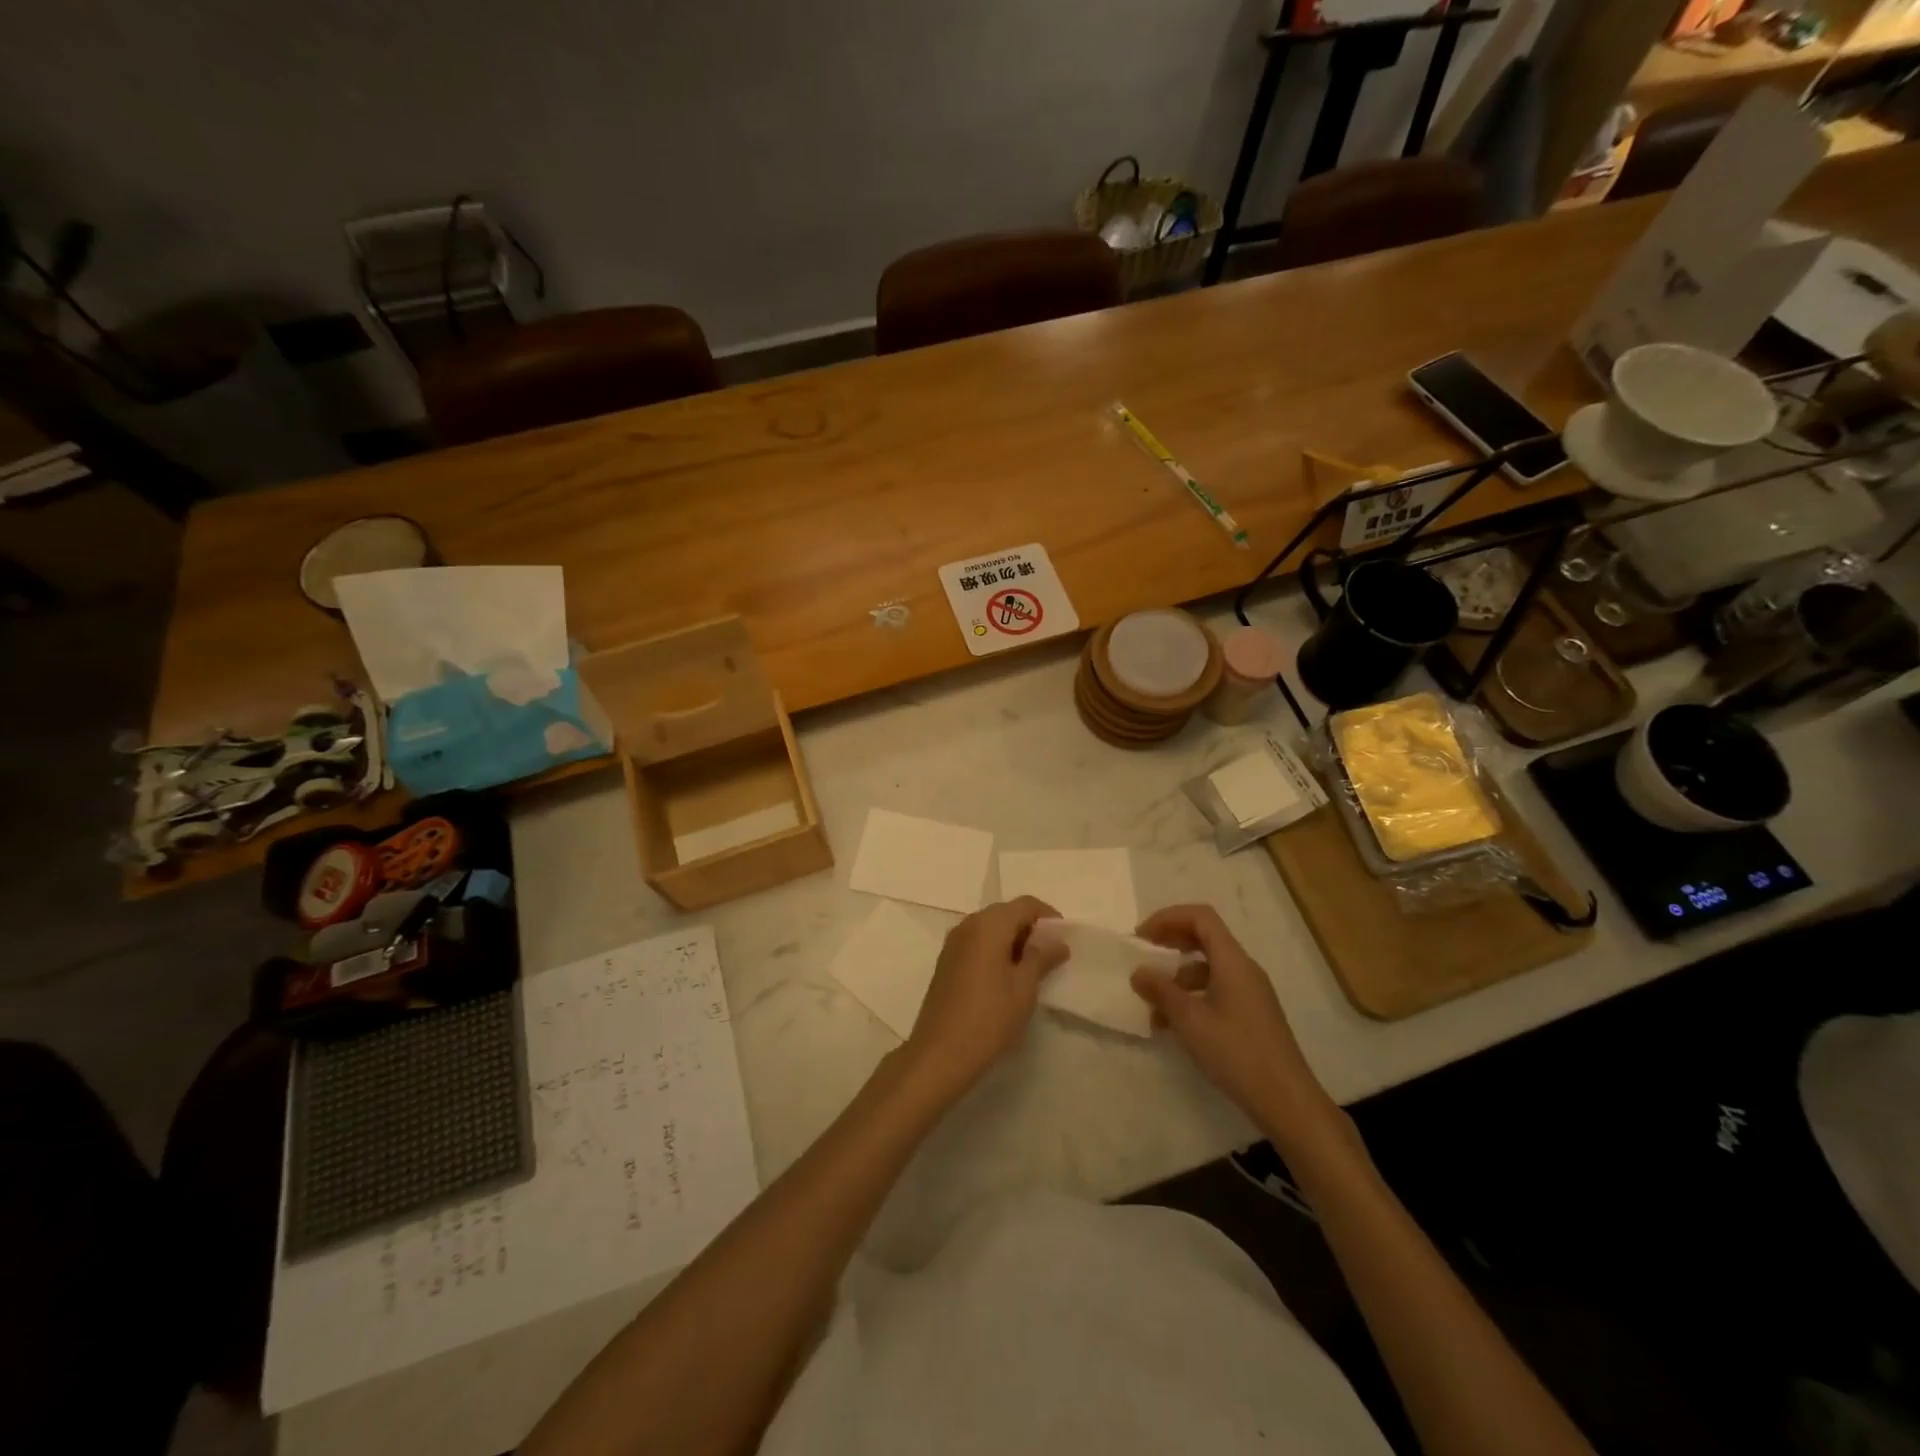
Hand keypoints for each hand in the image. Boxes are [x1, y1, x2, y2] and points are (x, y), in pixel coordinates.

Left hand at [905, 897, 1067, 1098]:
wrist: (941, 1052)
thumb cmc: (990, 1017)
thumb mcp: (1024, 987)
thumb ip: (1041, 957)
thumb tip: (1057, 942)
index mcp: (988, 924)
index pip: (1024, 904)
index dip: (1047, 916)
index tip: (1063, 938)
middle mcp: (968, 925)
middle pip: (1005, 913)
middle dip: (1030, 928)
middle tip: (1050, 955)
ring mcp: (953, 943)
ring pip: (990, 928)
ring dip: (1012, 940)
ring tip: (1031, 969)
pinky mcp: (946, 961)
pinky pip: (977, 943)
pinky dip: (995, 950)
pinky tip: (1006, 977)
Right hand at [1131, 905, 1338, 1142]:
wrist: (1286, 1100)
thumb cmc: (1236, 1052)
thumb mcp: (1189, 1020)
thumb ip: (1161, 991)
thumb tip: (1138, 972)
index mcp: (1233, 961)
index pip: (1200, 917)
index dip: (1168, 918)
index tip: (1142, 937)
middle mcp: (1244, 969)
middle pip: (1205, 937)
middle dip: (1171, 942)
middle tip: (1143, 956)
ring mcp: (1250, 992)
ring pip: (1208, 967)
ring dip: (1177, 976)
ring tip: (1152, 1002)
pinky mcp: (1251, 1014)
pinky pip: (1216, 990)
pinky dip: (1191, 996)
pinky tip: (1173, 1024)